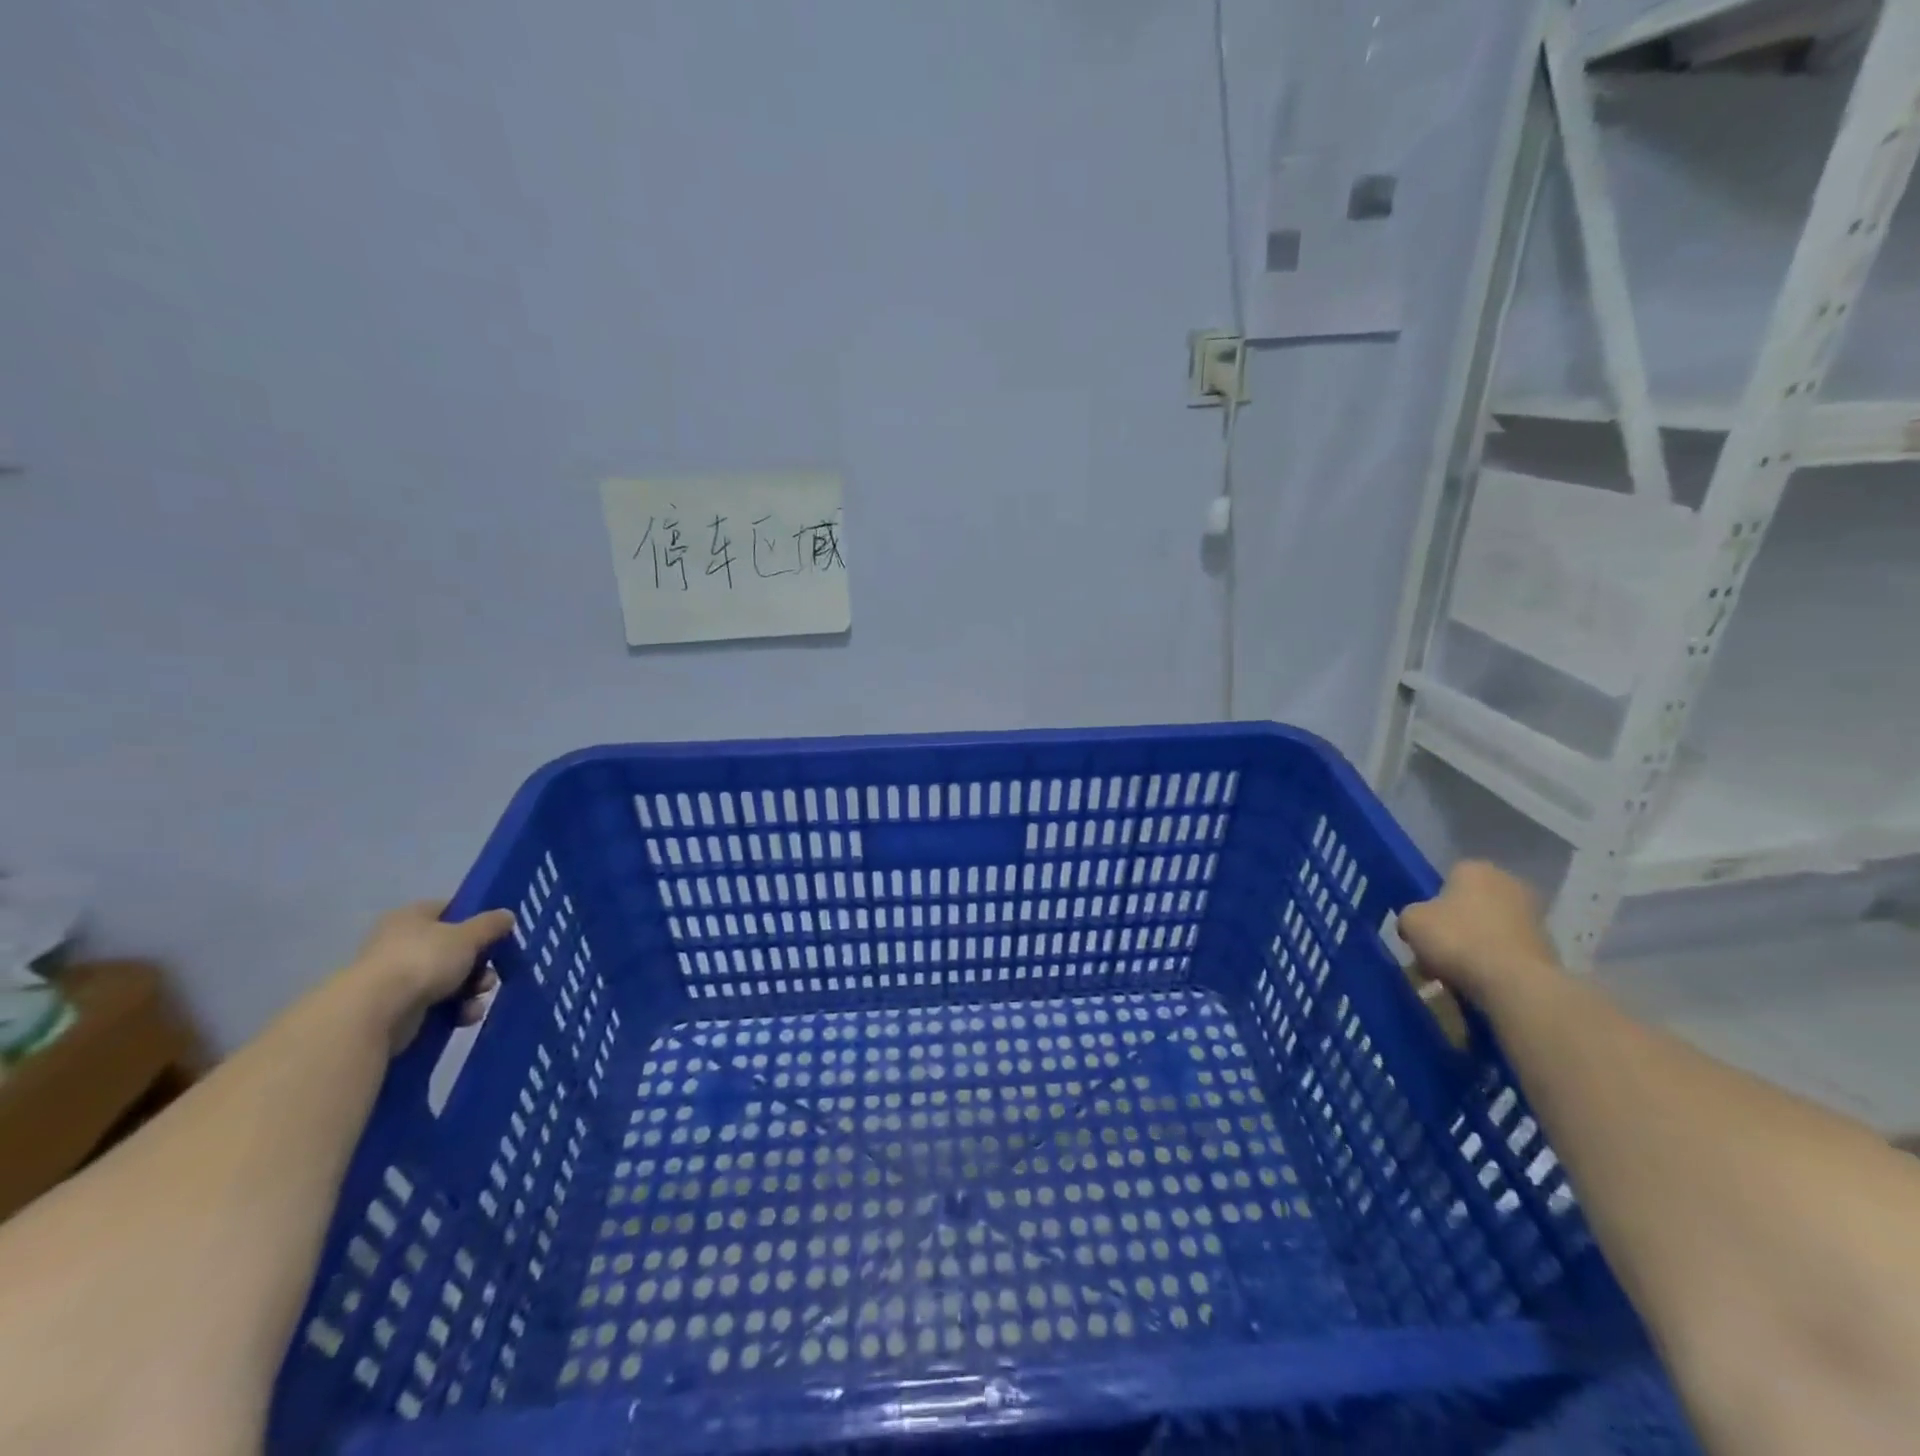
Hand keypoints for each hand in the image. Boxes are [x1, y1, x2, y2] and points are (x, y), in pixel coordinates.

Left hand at [342, 902, 515, 1053]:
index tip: (497, 935)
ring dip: (470, 990)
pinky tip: (464, 1017)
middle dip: (479, 964)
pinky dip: (454, 1010)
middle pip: (453, 949)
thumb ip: (491, 925)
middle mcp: (401, 943)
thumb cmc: (423, 960)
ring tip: (478, 999)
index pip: (450, 910)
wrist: (376, 1012)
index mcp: (412, 917)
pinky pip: (436, 1005)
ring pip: (448, 979)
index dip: (476, 921)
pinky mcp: (396, 1009)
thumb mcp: (468, 936)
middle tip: (491, 975)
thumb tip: (507, 915)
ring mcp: (396, 978)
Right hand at [1398, 861, 1561, 1008]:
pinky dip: (1493, 963)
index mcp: (1476, 869)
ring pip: (1489, 929)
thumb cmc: (1456, 939)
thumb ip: (1410, 916)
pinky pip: (1507, 951)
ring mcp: (1534, 916)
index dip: (1432, 903)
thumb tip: (1417, 925)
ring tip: (1453, 972)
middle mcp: (1509, 884)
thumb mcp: (1411, 921)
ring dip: (1473, 945)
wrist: (1514, 983)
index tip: (1424, 927)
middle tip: (1436, 950)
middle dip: (1455, 925)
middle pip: (1470, 904)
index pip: (1447, 878)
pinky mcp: (1547, 947)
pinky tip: (1477, 981)